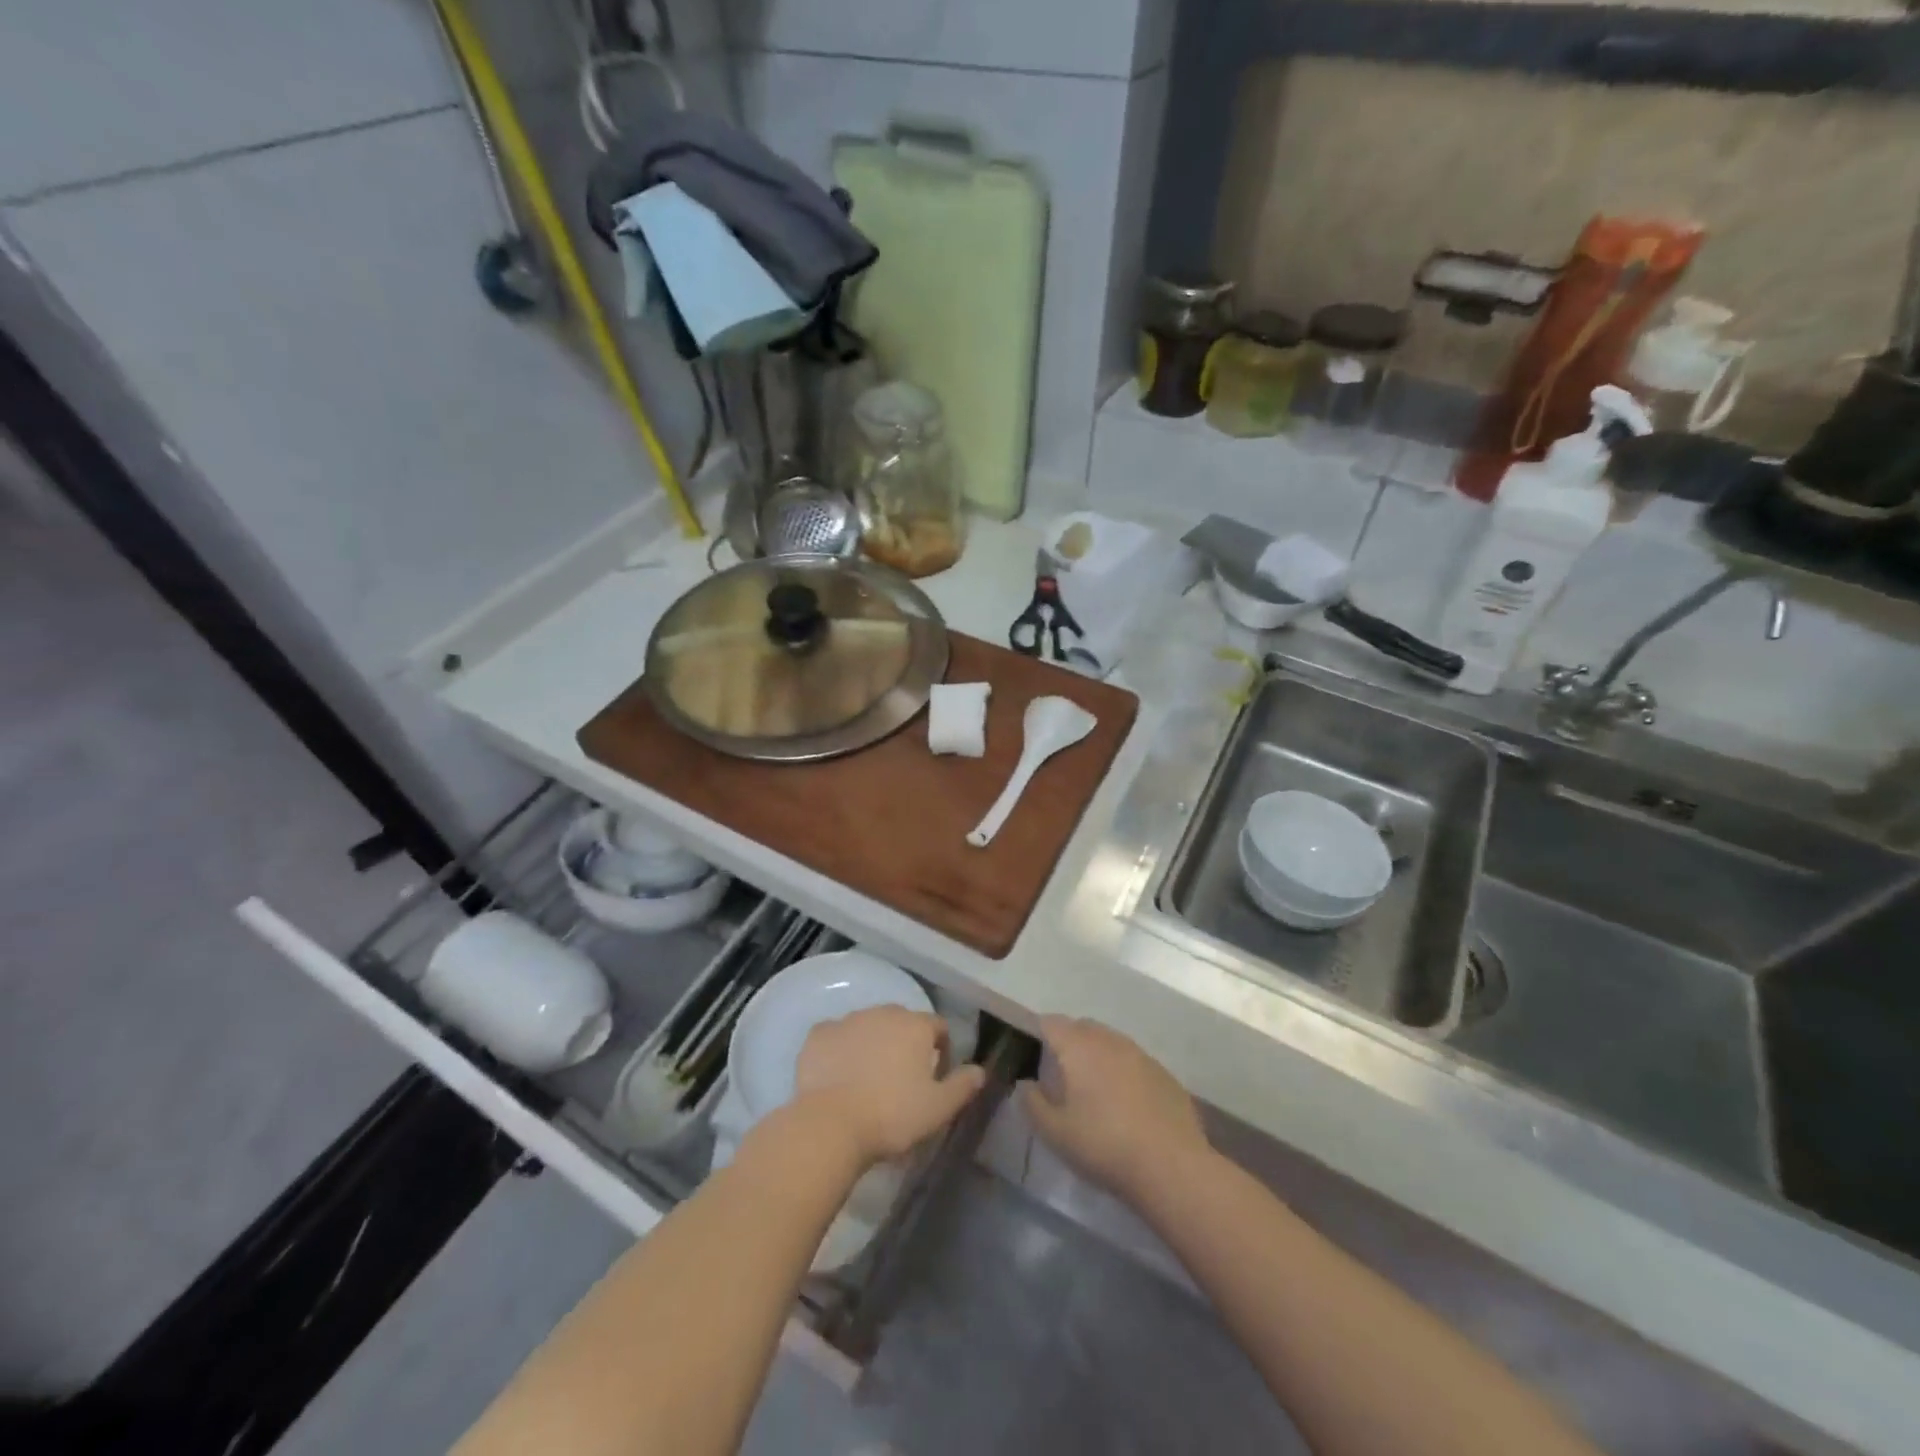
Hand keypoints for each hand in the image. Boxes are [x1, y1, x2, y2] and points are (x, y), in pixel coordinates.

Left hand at [792, 1006, 986, 1167]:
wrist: (830, 1124)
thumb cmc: (892, 1115)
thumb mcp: (938, 1108)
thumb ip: (963, 1085)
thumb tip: (980, 1071)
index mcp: (915, 1026)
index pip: (938, 1027)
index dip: (941, 1050)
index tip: (936, 1077)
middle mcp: (883, 1013)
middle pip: (901, 1022)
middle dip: (905, 1043)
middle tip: (901, 1080)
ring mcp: (847, 1020)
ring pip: (867, 1026)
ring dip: (872, 1044)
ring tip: (868, 1079)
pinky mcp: (818, 1035)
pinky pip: (835, 1036)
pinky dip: (840, 1049)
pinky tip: (838, 1074)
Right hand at [1021, 1016, 1209, 1200]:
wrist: (1171, 1166)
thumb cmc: (1104, 1145)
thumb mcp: (1055, 1132)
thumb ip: (1033, 1103)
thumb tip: (1026, 1084)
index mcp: (1078, 1047)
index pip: (1051, 1023)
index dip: (1039, 1033)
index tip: (1033, 1054)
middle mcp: (1109, 1040)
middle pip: (1082, 1027)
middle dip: (1069, 1041)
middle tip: (1061, 1073)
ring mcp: (1140, 1054)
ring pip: (1110, 1041)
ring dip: (1098, 1055)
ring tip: (1093, 1088)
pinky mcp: (1164, 1073)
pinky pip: (1134, 1060)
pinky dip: (1123, 1071)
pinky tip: (1126, 1103)